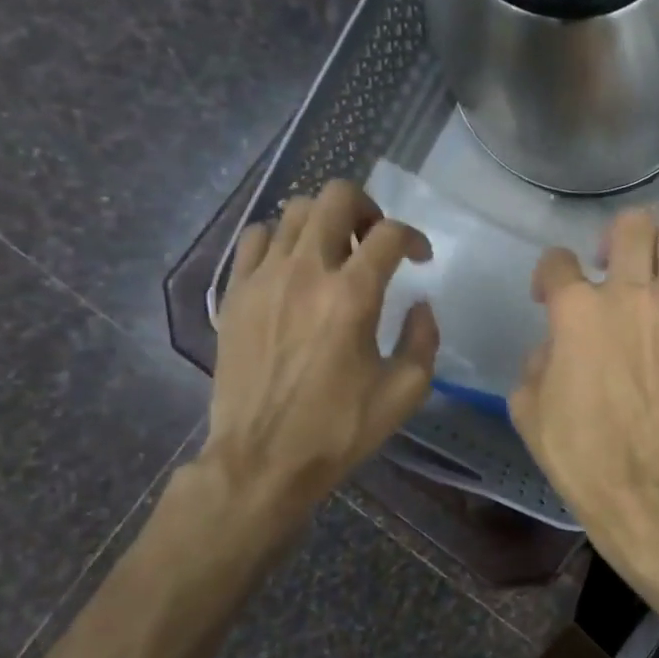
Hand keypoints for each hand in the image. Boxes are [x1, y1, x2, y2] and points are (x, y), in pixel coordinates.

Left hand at [199, 180, 436, 539]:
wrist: (262, 459)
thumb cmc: (339, 429)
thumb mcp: (405, 392)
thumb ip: (423, 339)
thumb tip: (420, 306)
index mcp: (352, 296)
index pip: (389, 234)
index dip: (414, 237)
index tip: (420, 259)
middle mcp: (305, 272)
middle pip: (336, 198)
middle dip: (367, 209)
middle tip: (375, 242)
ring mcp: (263, 278)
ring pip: (294, 211)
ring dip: (325, 222)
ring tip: (335, 253)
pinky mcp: (235, 294)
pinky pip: (256, 238)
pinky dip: (282, 240)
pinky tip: (293, 268)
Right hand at [510, 209, 658, 576]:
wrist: (645, 484)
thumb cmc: (578, 450)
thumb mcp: (527, 404)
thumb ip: (539, 357)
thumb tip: (557, 344)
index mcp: (578, 309)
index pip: (558, 260)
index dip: (547, 275)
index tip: (547, 297)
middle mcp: (630, 295)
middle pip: (633, 224)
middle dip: (615, 234)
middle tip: (607, 263)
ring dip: (655, 253)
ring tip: (644, 280)